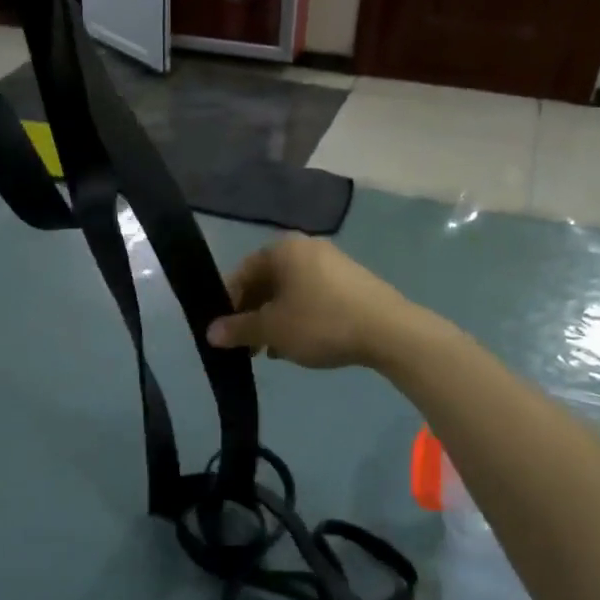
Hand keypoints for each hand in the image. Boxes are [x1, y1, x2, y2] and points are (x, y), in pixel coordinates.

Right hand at [207, 236, 413, 369]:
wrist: (390, 332)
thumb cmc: (321, 322)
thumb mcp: (273, 329)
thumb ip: (238, 329)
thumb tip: (210, 332)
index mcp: (283, 249)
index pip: (242, 272)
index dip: (228, 303)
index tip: (224, 331)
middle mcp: (307, 248)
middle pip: (267, 281)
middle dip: (253, 314)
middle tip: (247, 345)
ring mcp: (333, 263)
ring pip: (290, 292)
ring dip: (275, 319)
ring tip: (272, 351)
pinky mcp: (352, 282)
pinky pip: (313, 296)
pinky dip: (299, 317)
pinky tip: (300, 344)